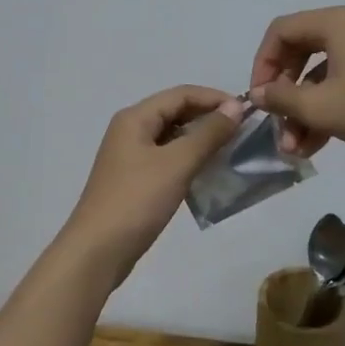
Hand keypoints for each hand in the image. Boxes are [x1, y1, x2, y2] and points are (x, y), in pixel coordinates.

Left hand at [58, 86, 245, 280]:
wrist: (97, 251)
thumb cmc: (137, 201)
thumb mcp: (177, 163)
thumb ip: (208, 133)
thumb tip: (235, 106)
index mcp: (135, 118)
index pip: (181, 94)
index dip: (214, 98)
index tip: (247, 112)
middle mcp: (130, 130)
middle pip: (175, 112)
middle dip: (208, 117)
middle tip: (242, 132)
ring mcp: (130, 156)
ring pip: (172, 136)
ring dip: (200, 139)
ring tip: (231, 150)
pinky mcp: (134, 180)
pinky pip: (167, 158)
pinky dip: (189, 159)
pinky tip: (207, 172)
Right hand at [248, 5, 344, 162]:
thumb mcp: (321, 108)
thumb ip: (281, 98)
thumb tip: (258, 94)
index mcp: (337, 21)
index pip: (282, 31)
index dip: (262, 64)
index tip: (258, 99)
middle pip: (302, 49)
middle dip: (286, 93)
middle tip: (276, 125)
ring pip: (323, 70)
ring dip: (305, 107)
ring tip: (295, 148)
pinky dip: (328, 104)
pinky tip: (317, 143)